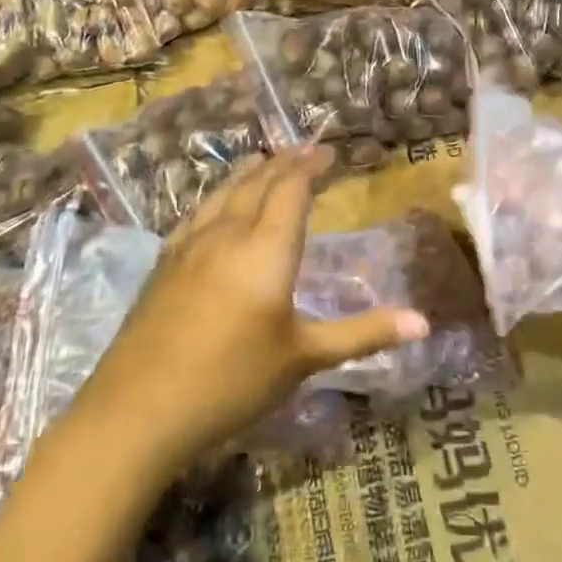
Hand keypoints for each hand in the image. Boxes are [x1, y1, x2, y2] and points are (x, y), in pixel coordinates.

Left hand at [79, 147, 430, 468]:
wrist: (137, 411)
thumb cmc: (231, 381)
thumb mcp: (304, 359)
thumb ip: (363, 333)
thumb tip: (424, 323)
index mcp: (266, 249)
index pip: (291, 189)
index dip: (310, 166)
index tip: (327, 152)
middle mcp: (227, 234)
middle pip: (257, 183)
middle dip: (284, 163)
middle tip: (304, 151)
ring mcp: (189, 247)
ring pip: (223, 194)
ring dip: (249, 174)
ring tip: (263, 163)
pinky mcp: (163, 266)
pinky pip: (197, 214)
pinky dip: (218, 198)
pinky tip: (215, 209)